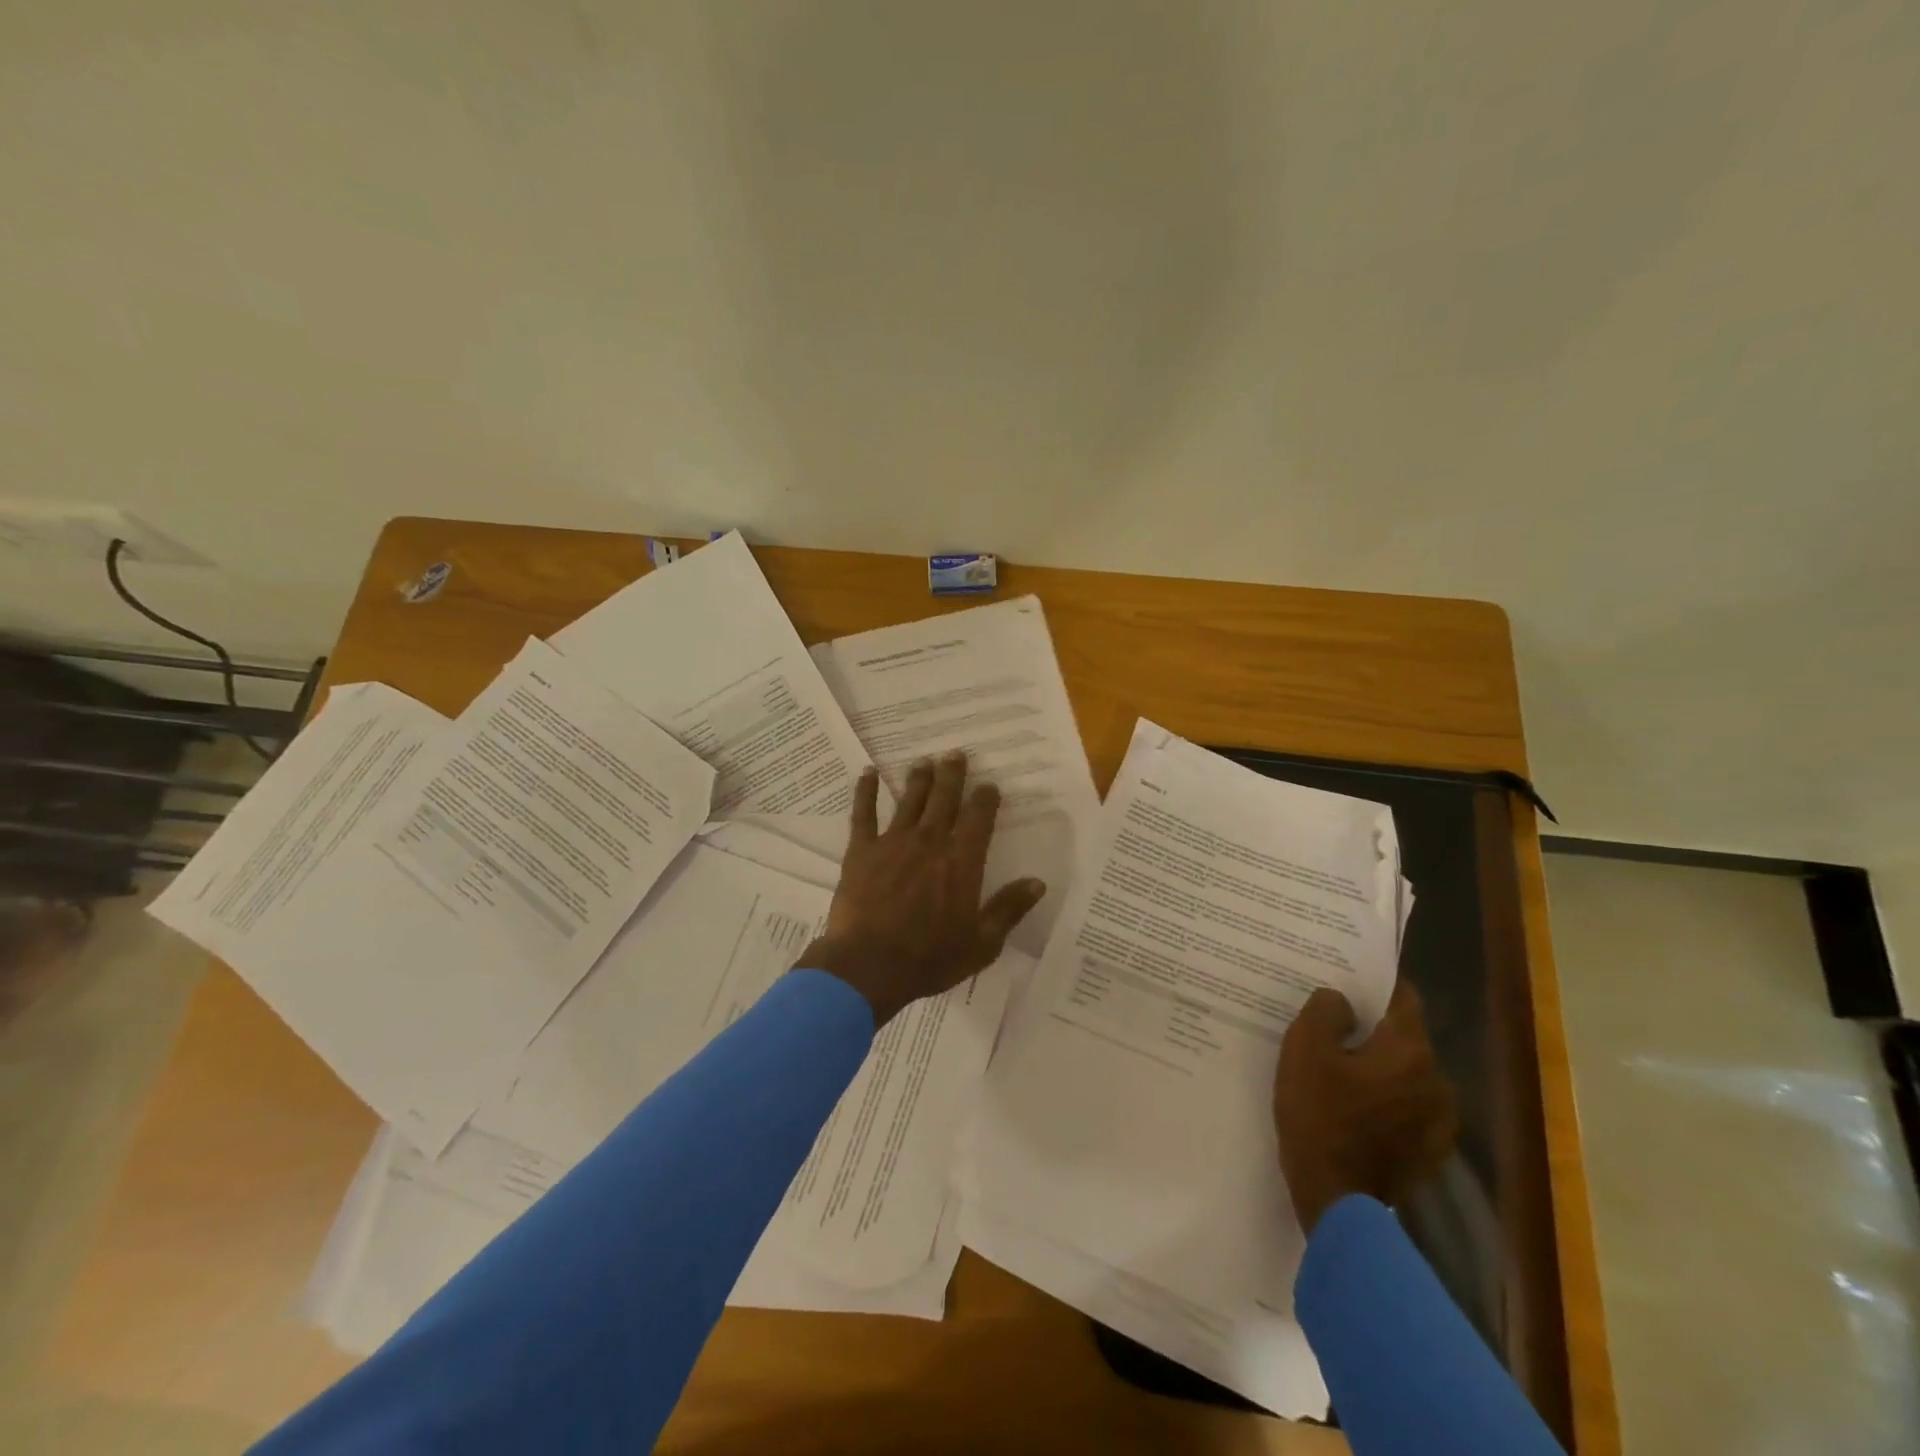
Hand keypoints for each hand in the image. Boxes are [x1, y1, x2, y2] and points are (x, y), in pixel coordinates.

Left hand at [803, 751, 1047, 1026]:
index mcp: (962, 862)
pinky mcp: (861, 851)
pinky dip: (866, 791)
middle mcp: (930, 842)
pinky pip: (863, 814)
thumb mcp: (982, 943)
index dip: (985, 798)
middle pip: (944, 799)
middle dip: (952, 775)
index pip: (979, 818)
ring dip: (919, 779)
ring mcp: (893, 843)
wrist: (870, 965)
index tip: (988, 785)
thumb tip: (1038, 883)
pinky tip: (868, 773)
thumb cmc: (930, 958)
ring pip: (910, 800)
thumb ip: (1008, 909)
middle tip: (955, 753)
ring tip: (924, 760)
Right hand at [1272, 980, 1458, 1233]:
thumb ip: (1325, 1010)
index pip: (1403, 998)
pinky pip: (1408, 1109)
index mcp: (1409, 1050)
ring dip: (1380, 1069)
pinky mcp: (1431, 1152)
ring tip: (1342, 1074)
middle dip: (1372, 1031)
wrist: (1336, 1198)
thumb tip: (1342, 1000)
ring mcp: (1440, 1121)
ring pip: (1406, 1075)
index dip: (1374, 986)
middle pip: (1403, 1037)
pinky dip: (1386, 1102)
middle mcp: (1437, 1080)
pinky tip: (1356, 1111)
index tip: (1347, 982)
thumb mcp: (1304, 1048)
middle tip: (1334, 1031)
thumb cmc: (1318, 1114)